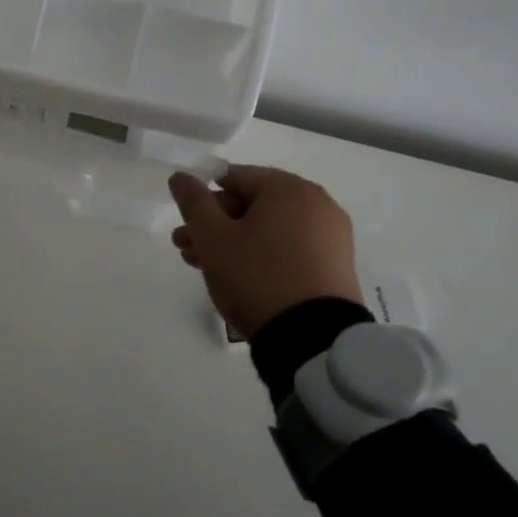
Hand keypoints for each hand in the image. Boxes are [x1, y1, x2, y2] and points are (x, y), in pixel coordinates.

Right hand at [167, 165, 362, 339]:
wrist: (313, 339)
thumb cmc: (257, 277)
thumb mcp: (213, 239)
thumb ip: (194, 202)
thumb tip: (181, 177)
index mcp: (288, 188)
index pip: (234, 178)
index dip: (204, 199)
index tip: (186, 227)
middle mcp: (316, 203)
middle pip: (252, 204)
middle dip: (215, 225)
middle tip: (187, 250)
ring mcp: (330, 235)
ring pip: (268, 228)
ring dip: (234, 242)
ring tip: (205, 267)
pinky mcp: (336, 264)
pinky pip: (289, 247)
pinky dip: (262, 255)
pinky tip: (239, 277)